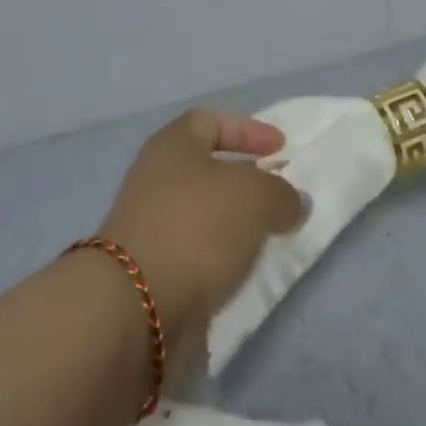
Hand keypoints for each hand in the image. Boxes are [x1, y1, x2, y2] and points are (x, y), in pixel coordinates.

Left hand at [98, 110, 304, 356]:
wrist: (136, 305)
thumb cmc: (198, 226)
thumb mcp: (256, 196)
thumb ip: (281, 193)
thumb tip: (290, 203)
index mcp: (173, 144)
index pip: (212, 120)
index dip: (249, 130)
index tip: (281, 149)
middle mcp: (155, 176)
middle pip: (207, 168)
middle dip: (246, 180)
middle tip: (278, 195)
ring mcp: (149, 223)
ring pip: (203, 213)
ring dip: (236, 223)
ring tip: (269, 236)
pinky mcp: (149, 268)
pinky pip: (196, 250)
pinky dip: (221, 256)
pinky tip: (245, 269)